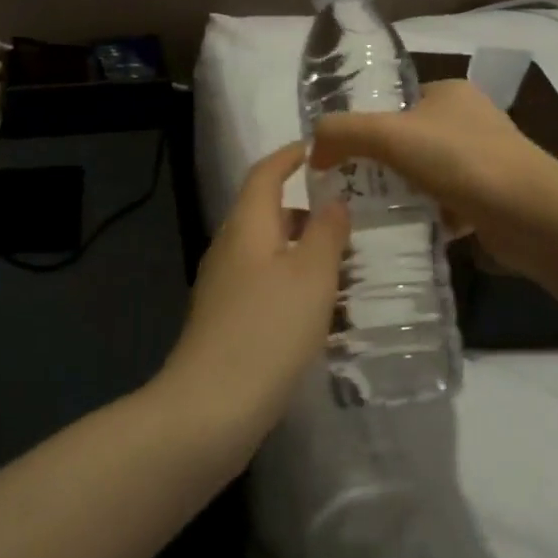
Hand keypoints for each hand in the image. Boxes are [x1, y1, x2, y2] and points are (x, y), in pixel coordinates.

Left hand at [157, 143, 350, 451]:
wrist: (211, 407)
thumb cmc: (268, 329)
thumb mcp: (312, 275)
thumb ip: (327, 232)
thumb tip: (333, 202)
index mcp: (246, 226)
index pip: (264, 174)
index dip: (288, 156)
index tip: (314, 149)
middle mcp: (229, 248)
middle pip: (265, 213)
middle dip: (304, 212)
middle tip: (346, 220)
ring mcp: (222, 287)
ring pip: (266, 252)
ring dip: (301, 252)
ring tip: (342, 267)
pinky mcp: (224, 320)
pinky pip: (262, 285)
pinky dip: (291, 283)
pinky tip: (318, 310)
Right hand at [310, 79, 557, 274]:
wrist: (532, 214)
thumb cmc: (461, 161)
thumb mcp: (390, 135)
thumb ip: (343, 132)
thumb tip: (313, 149)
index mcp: (449, 93)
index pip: (395, 103)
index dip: (365, 127)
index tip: (340, 158)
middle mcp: (469, 120)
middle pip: (409, 141)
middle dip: (381, 164)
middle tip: (350, 189)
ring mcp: (485, 160)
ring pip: (427, 174)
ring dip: (403, 192)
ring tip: (371, 213)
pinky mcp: (492, 197)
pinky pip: (447, 203)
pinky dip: (428, 215)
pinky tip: (407, 229)